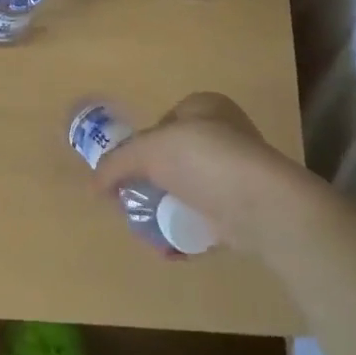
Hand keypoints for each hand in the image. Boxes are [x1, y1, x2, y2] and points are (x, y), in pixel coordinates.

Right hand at [90, 93, 314, 253]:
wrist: (262, 205)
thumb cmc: (202, 159)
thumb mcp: (147, 150)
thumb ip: (116, 164)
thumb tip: (93, 186)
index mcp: (205, 107)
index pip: (164, 122)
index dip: (142, 144)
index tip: (128, 170)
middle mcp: (224, 135)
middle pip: (174, 160)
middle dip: (152, 183)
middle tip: (133, 202)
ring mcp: (237, 174)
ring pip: (189, 192)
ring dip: (167, 211)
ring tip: (148, 229)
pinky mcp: (245, 211)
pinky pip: (207, 220)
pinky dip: (187, 233)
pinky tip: (170, 247)